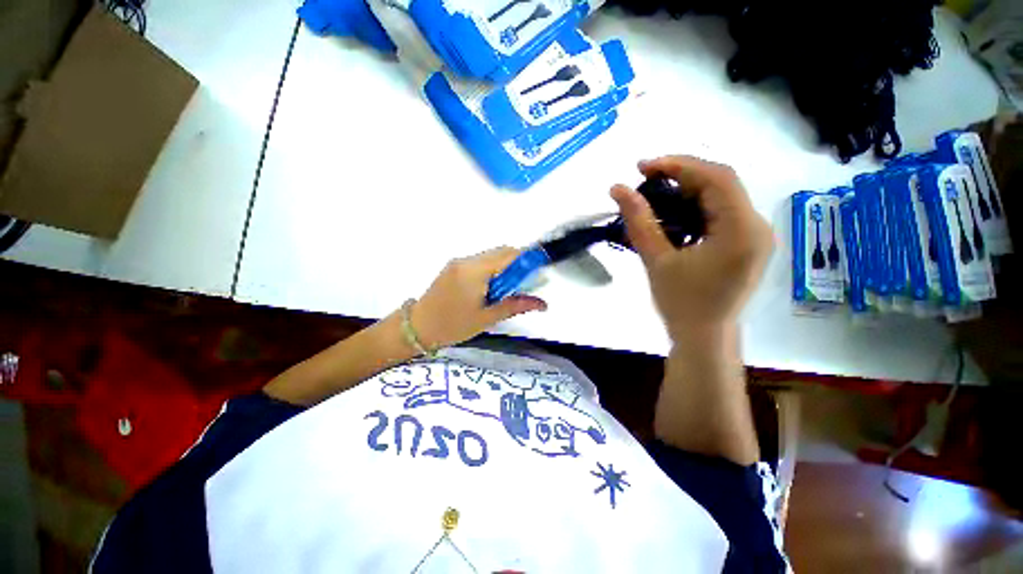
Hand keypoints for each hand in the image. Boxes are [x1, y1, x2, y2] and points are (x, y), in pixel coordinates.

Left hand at [410, 247, 547, 349]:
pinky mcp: (454, 266)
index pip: (509, 255)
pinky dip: (493, 268)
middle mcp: (467, 260)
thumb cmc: (453, 326)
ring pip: (491, 255)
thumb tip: (543, 304)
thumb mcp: (487, 318)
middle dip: (518, 263)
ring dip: (505, 266)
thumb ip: (516, 305)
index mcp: (475, 271)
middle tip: (524, 284)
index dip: (528, 259)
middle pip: (501, 252)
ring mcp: (459, 261)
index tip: (540, 269)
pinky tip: (491, 287)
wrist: (417, 327)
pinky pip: (480, 261)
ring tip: (506, 289)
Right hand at [611, 156, 772, 340]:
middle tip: (646, 178)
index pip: (716, 178)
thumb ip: (638, 221)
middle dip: (682, 175)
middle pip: (722, 183)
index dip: (679, 165)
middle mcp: (756, 226)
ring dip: (688, 189)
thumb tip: (617, 188)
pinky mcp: (747, 243)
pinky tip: (674, 211)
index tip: (643, 166)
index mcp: (740, 230)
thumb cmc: (681, 303)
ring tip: (656, 193)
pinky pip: (723, 212)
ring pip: (722, 196)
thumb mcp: (656, 260)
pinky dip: (697, 205)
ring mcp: (755, 235)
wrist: (703, 336)